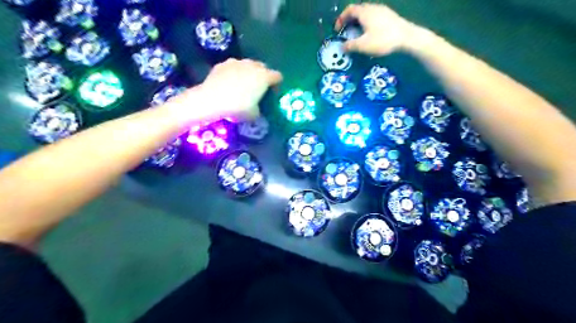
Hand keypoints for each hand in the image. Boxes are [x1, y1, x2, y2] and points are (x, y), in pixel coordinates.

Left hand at [197, 58, 282, 120]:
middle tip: (258, 88)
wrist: (211, 100)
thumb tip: (257, 108)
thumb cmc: (238, 107)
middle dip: (263, 76)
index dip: (277, 84)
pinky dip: (234, 73)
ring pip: (248, 65)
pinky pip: (234, 67)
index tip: (272, 93)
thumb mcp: (254, 114)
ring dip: (248, 73)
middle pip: (263, 67)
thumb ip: (259, 109)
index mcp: (264, 77)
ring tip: (242, 85)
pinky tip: (229, 83)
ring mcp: (237, 62)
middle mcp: (253, 65)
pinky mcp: (223, 63)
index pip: (278, 76)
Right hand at [333, 3, 421, 55]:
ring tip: (357, 34)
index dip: (341, 19)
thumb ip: (350, 46)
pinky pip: (374, 16)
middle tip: (346, 32)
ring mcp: (382, 10)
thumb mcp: (363, 45)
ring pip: (366, 13)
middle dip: (349, 21)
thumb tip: (342, 47)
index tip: (337, 30)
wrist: (407, 37)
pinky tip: (369, 33)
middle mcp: (373, 7)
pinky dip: (367, 23)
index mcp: (365, 12)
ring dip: (358, 22)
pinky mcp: (389, 16)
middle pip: (357, 10)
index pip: (349, 10)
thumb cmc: (383, 40)